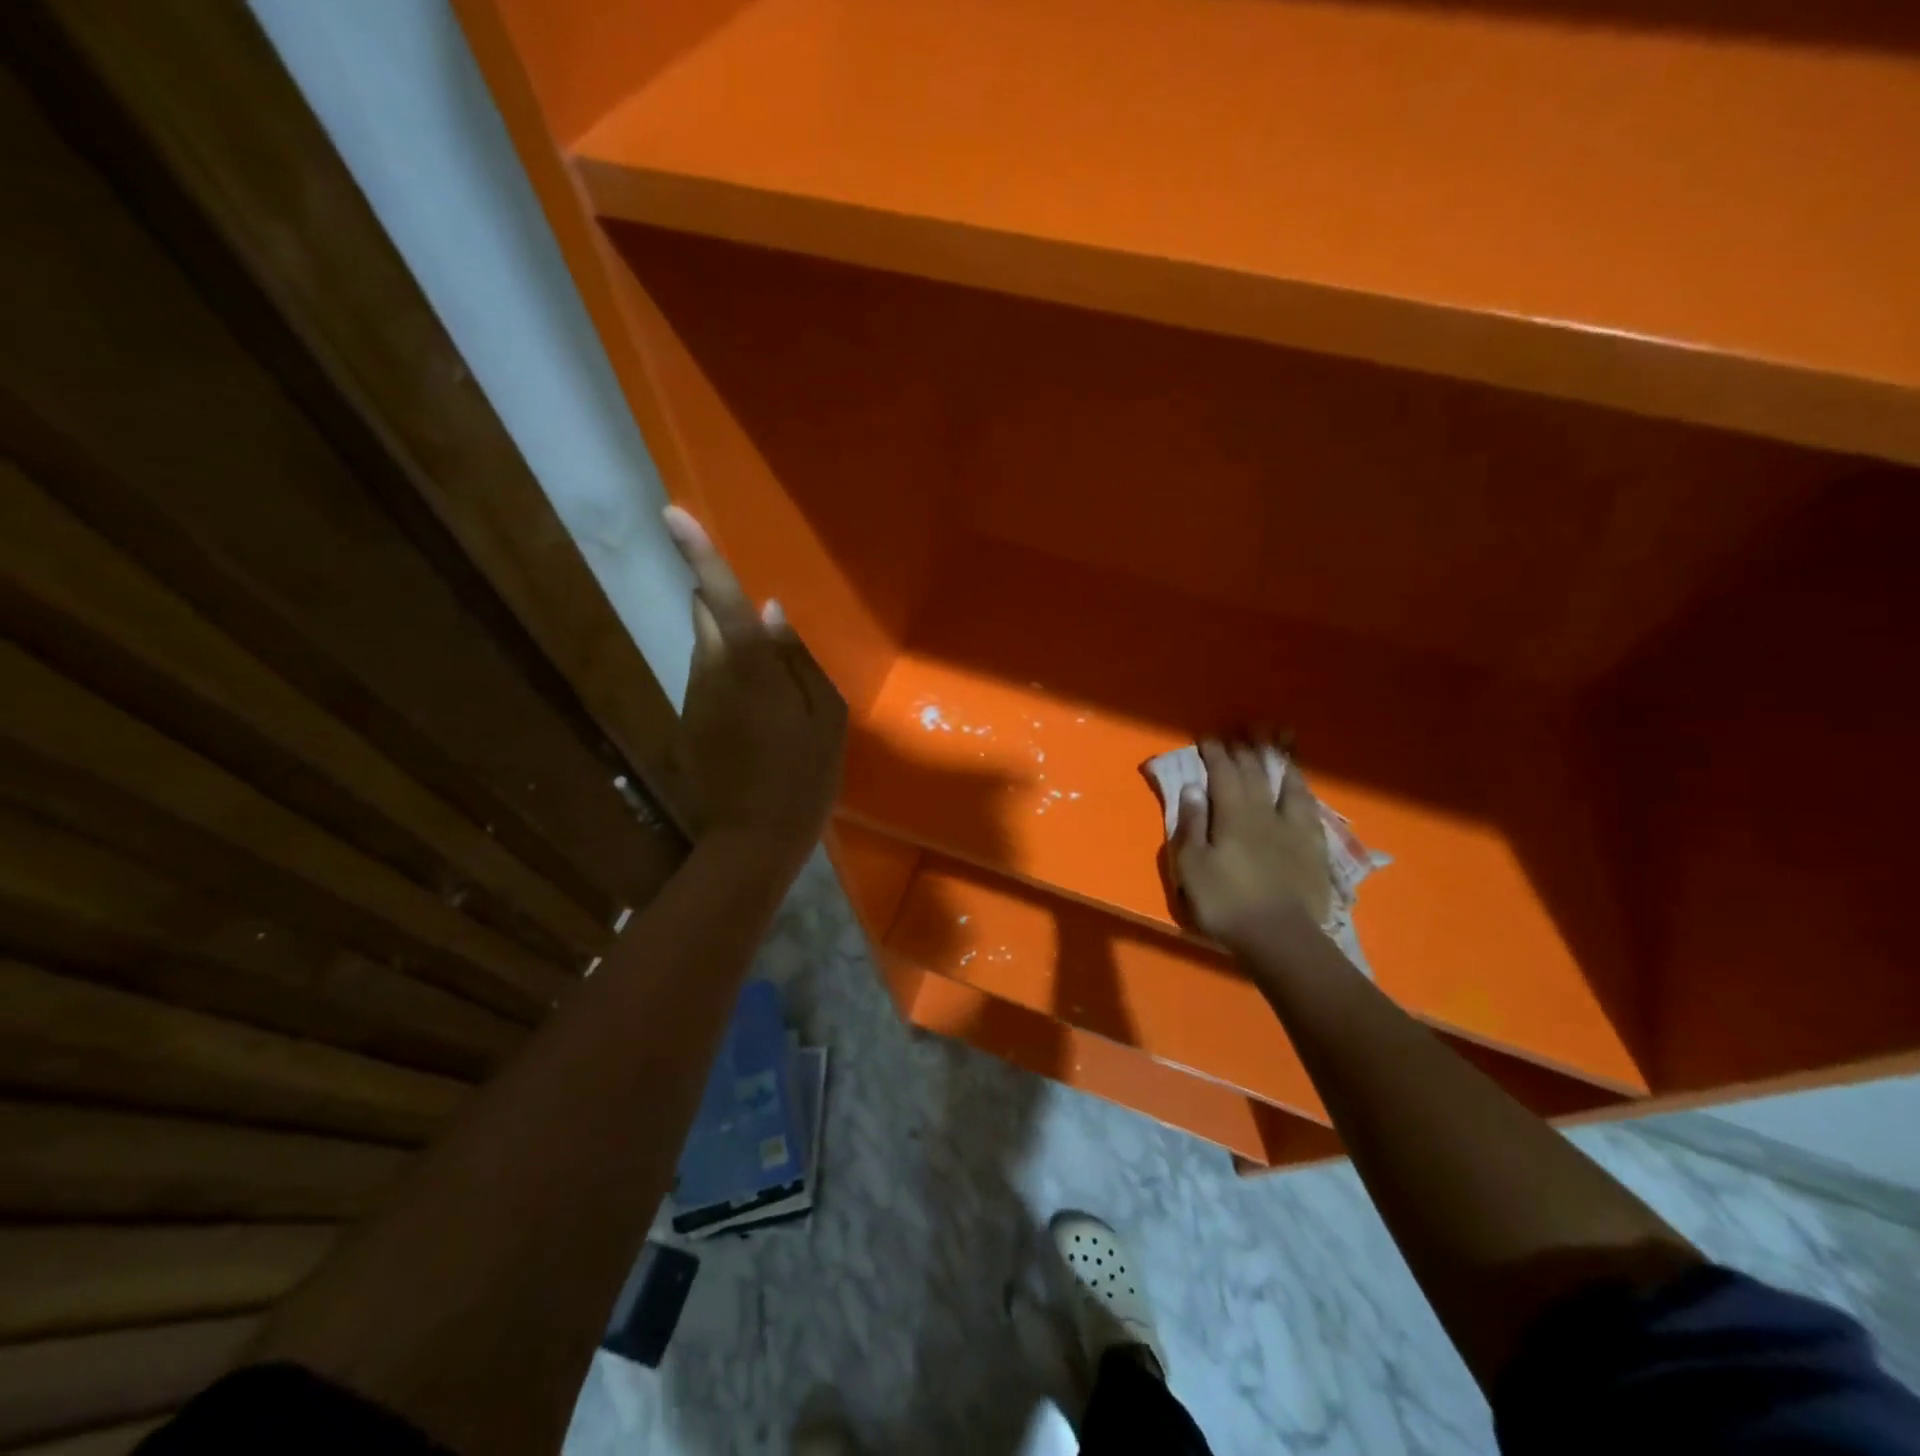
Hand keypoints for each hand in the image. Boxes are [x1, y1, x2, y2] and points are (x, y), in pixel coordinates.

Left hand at [663, 507, 846, 862]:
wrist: (753, 839)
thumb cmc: (803, 777)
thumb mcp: (825, 717)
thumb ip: (800, 659)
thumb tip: (773, 612)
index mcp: (751, 668)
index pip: (723, 599)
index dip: (698, 555)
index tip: (670, 512)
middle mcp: (710, 672)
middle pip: (706, 615)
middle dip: (724, 604)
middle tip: (765, 621)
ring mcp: (693, 698)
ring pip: (706, 649)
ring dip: (731, 646)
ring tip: (771, 677)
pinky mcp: (688, 721)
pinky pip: (707, 680)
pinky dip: (728, 678)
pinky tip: (757, 712)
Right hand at [1171, 738, 1332, 955]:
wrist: (1280, 937)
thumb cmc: (1226, 903)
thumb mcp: (1192, 867)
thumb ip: (1192, 825)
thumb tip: (1192, 787)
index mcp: (1233, 816)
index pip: (1223, 775)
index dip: (1214, 754)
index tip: (1207, 736)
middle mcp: (1265, 813)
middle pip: (1255, 774)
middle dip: (1246, 749)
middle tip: (1241, 728)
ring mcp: (1293, 829)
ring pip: (1287, 784)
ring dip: (1280, 760)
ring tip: (1279, 739)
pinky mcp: (1313, 847)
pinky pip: (1308, 808)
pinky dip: (1302, 789)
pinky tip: (1301, 785)